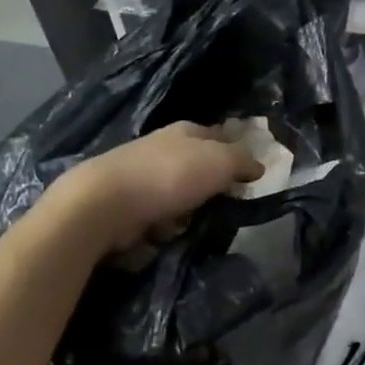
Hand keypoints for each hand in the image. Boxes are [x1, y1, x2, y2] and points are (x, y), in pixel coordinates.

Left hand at [52, 123, 265, 255]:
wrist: (105, 203)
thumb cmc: (170, 176)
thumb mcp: (220, 162)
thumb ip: (242, 161)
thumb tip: (259, 165)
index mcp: (187, 130)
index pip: (220, 136)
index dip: (236, 154)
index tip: (250, 177)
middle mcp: (163, 147)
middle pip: (199, 167)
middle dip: (210, 187)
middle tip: (223, 205)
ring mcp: (142, 174)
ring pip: (179, 193)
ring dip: (187, 210)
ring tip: (190, 225)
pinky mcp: (126, 202)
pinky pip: (158, 214)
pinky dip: (163, 225)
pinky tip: (162, 234)